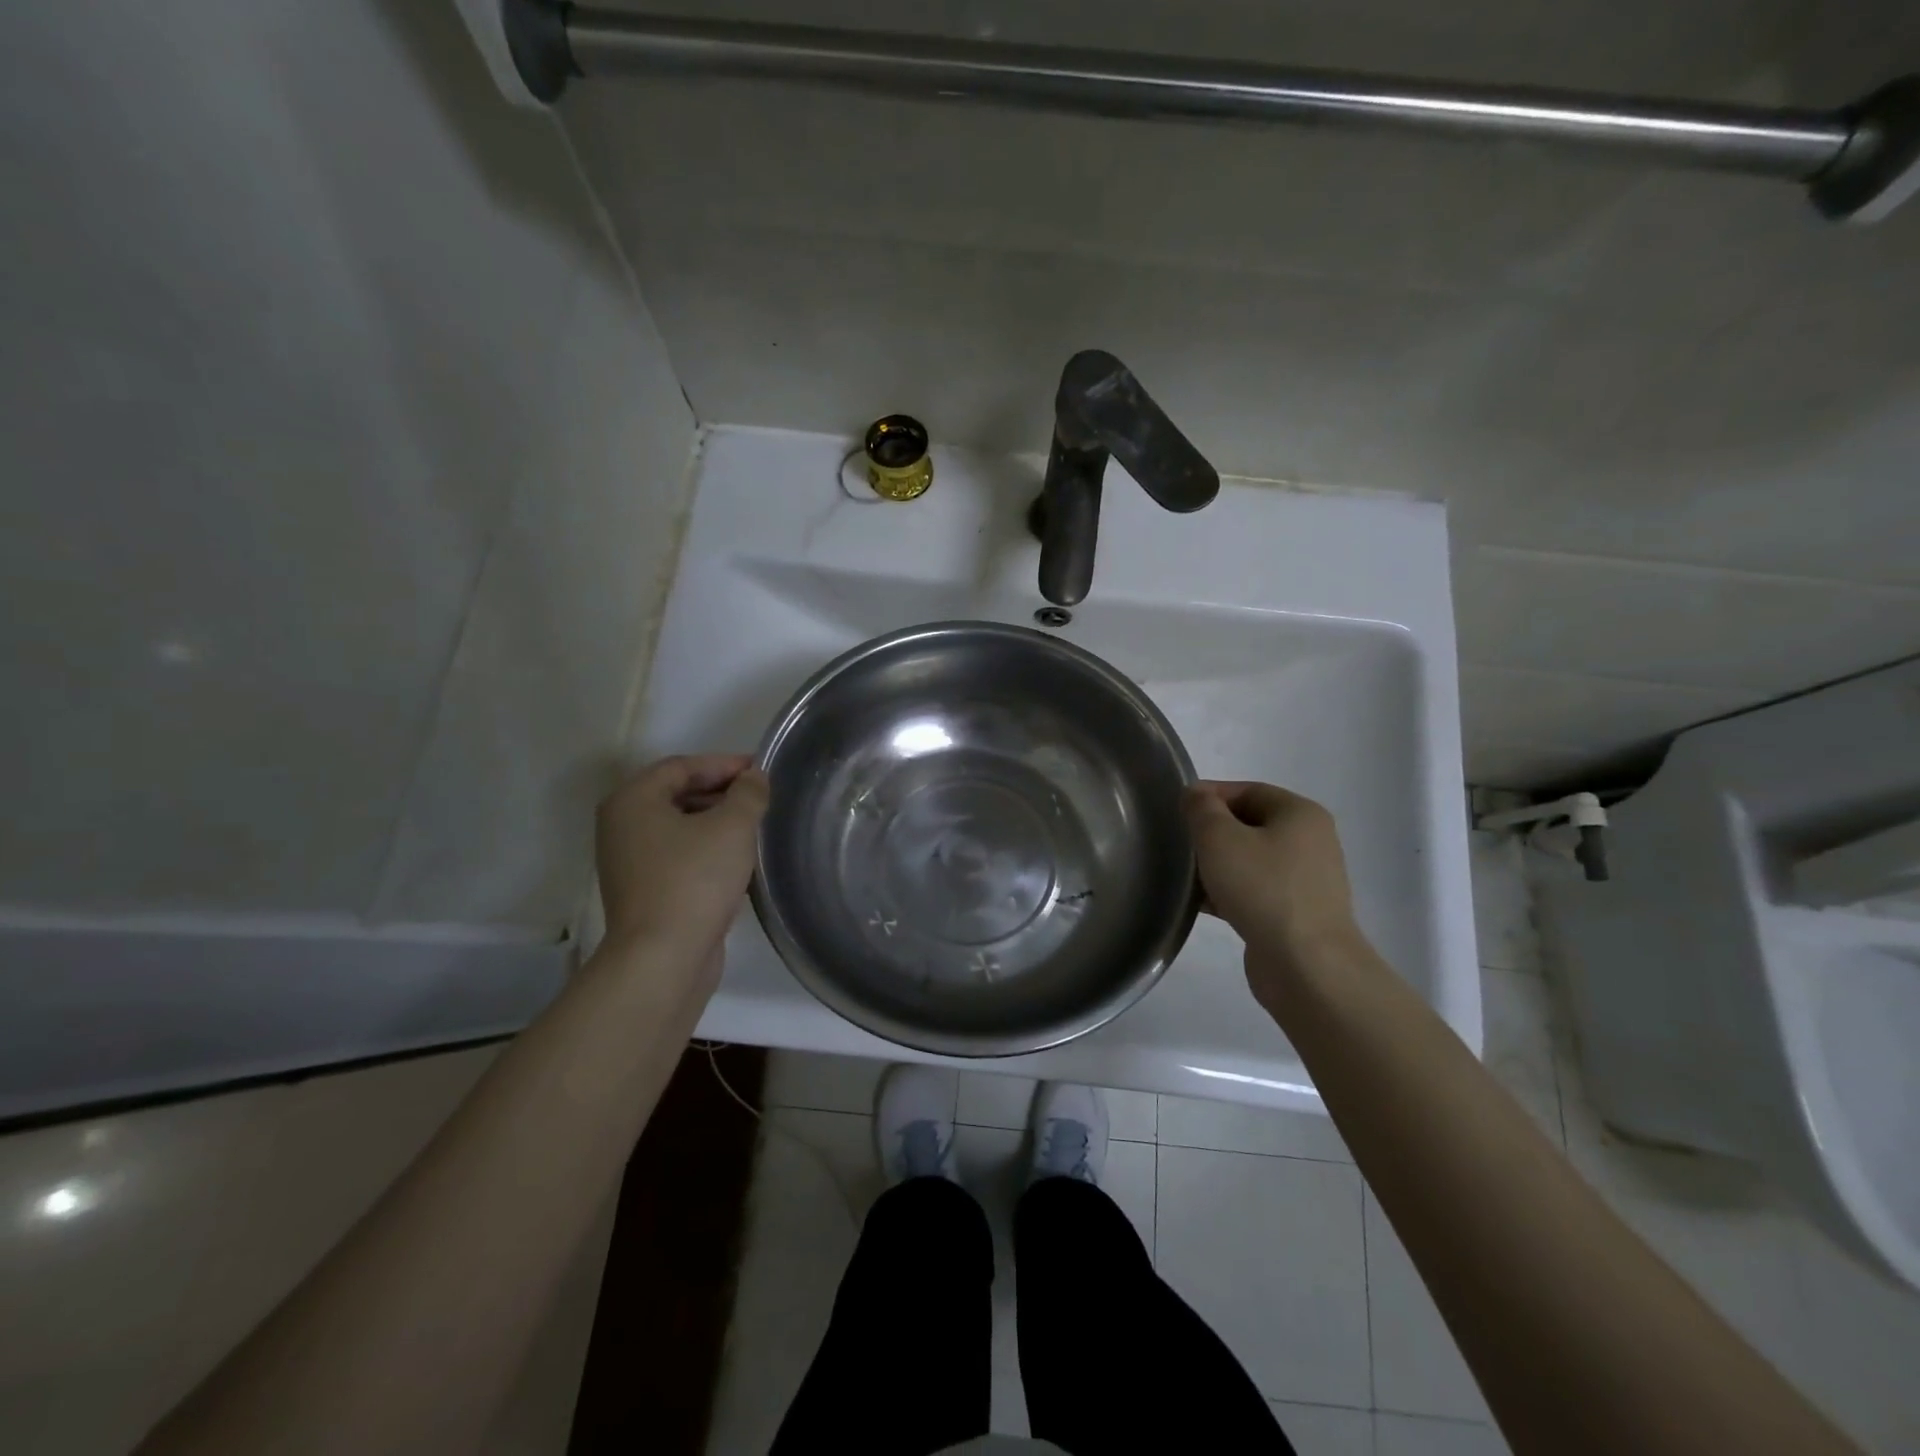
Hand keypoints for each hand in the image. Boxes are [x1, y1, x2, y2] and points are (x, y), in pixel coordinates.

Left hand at [595, 755, 769, 963]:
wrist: (662, 959)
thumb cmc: (694, 880)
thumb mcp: (733, 826)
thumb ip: (748, 793)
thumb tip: (754, 777)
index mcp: (632, 800)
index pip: (682, 766)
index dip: (724, 764)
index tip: (761, 771)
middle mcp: (622, 825)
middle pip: (677, 794)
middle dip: (721, 792)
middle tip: (761, 798)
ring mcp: (629, 861)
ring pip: (679, 827)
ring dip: (716, 822)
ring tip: (755, 827)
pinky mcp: (642, 891)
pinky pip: (678, 855)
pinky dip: (706, 849)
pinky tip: (737, 860)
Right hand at [1183, 781, 1366, 1008]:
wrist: (1307, 965)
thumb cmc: (1263, 888)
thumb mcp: (1219, 838)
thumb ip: (1201, 809)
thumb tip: (1196, 795)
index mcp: (1300, 814)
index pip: (1248, 790)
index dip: (1210, 795)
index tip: (1176, 811)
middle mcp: (1311, 841)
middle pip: (1250, 824)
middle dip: (1211, 832)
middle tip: (1178, 844)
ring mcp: (1306, 881)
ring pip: (1251, 860)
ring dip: (1217, 865)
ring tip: (1184, 876)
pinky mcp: (1297, 914)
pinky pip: (1256, 891)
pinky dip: (1230, 892)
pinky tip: (1202, 904)